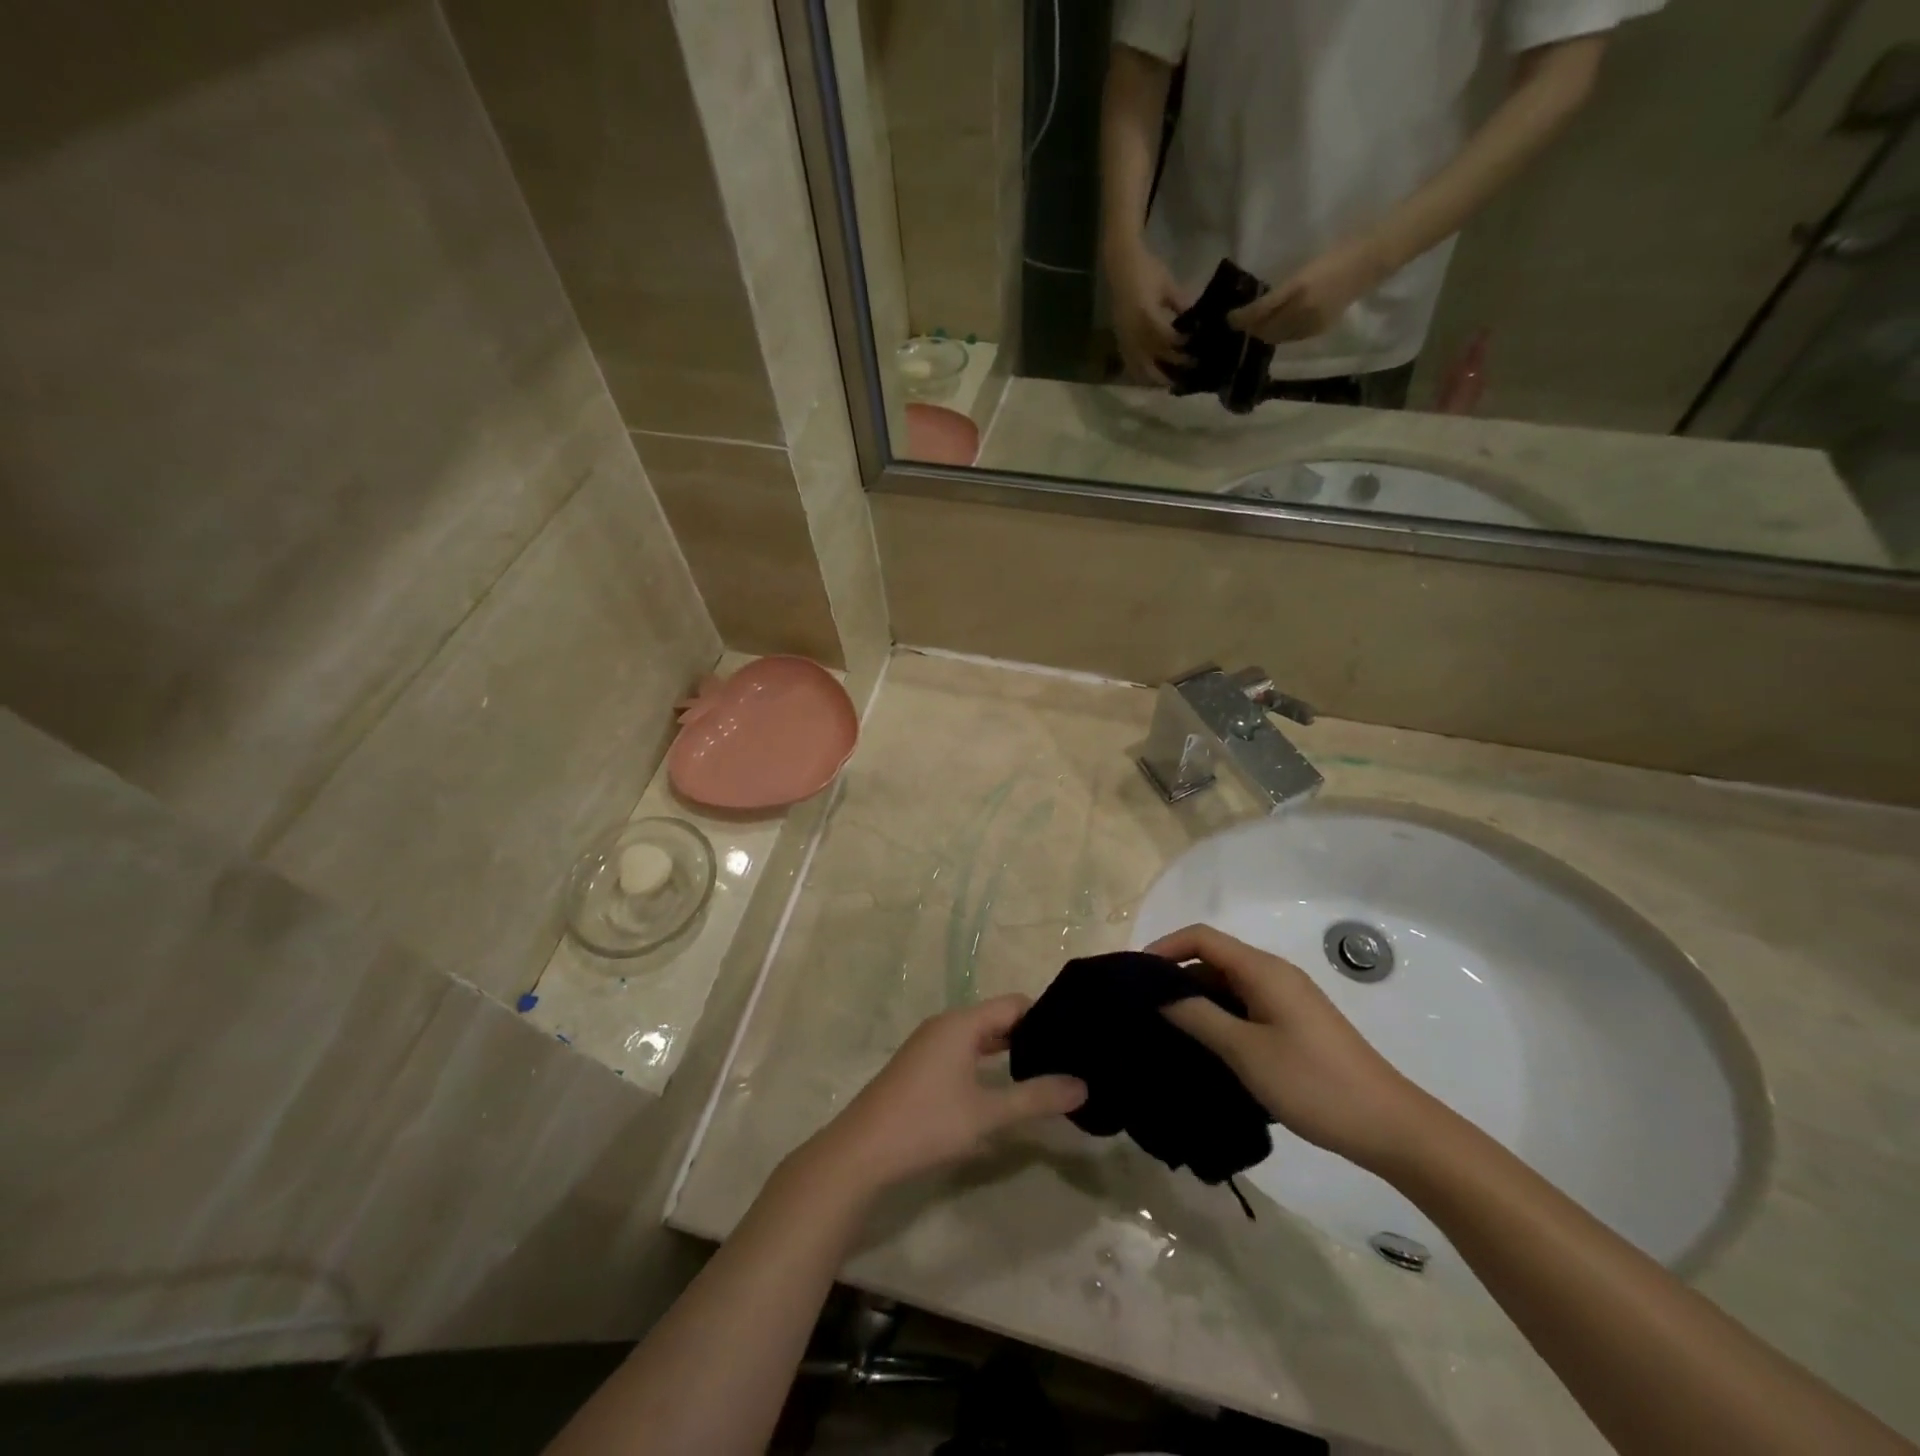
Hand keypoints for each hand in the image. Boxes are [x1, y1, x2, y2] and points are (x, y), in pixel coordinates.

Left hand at [809, 996, 1086, 1193]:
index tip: (1076, 1036)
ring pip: (980, 1037)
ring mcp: (930, 1046)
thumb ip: (1036, 1098)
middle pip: (997, 1019)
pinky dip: (987, 1062)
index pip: (1014, 1004)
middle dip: (1031, 1035)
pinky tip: (1005, 1087)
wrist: (862, 1152)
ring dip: (1009, 1051)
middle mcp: (946, 1025)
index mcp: (962, 1023)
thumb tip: (1083, 1085)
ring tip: (1046, 1072)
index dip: (1047, 1016)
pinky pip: (964, 1052)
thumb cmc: (927, 1123)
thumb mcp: (988, 1113)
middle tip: (1069, 1056)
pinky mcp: (921, 1067)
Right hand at [1107, 241, 1192, 385]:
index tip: (1196, 349)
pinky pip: (1129, 364)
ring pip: (1140, 367)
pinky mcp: (1120, 340)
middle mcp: (1133, 331)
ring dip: (1155, 377)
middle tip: (1189, 371)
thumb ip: (1180, 303)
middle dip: (1172, 366)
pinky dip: (1140, 374)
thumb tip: (1196, 320)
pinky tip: (1150, 380)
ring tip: (1171, 384)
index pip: (1165, 338)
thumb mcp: (1167, 284)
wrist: (1120, 265)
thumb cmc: (1146, 269)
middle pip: (1153, 358)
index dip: (1180, 346)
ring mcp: (1124, 338)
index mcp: (1145, 316)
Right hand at [1147, 925, 1436, 1174]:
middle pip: (1213, 960)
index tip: (1134, 977)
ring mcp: (1287, 1001)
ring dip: (1197, 1001)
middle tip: (1142, 1008)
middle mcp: (1274, 975)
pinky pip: (1245, 1007)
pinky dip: (1219, 1018)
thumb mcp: (1244, 1051)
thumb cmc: (1313, 1082)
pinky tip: (1204, 1047)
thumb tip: (1157, 995)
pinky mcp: (1294, 1025)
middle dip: (1176, 977)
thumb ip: (1197, 1017)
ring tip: (1164, 1030)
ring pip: (1228, 986)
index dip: (1165, 948)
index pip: (1202, 938)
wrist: (1390, 1127)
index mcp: (1263, 970)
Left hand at [1227, 238, 1392, 344]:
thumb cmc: (1337, 254)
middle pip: (1266, 330)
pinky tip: (1276, 328)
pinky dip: (1279, 335)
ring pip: (1278, 337)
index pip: (1260, 312)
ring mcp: (1311, 324)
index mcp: (1297, 291)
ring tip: (1253, 328)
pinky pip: (1291, 338)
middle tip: (1239, 323)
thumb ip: (1281, 290)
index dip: (1242, 318)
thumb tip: (1256, 308)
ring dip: (1263, 334)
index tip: (1229, 318)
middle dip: (1250, 329)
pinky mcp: (1320, 329)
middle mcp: (1302, 312)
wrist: (1371, 260)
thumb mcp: (1304, 269)